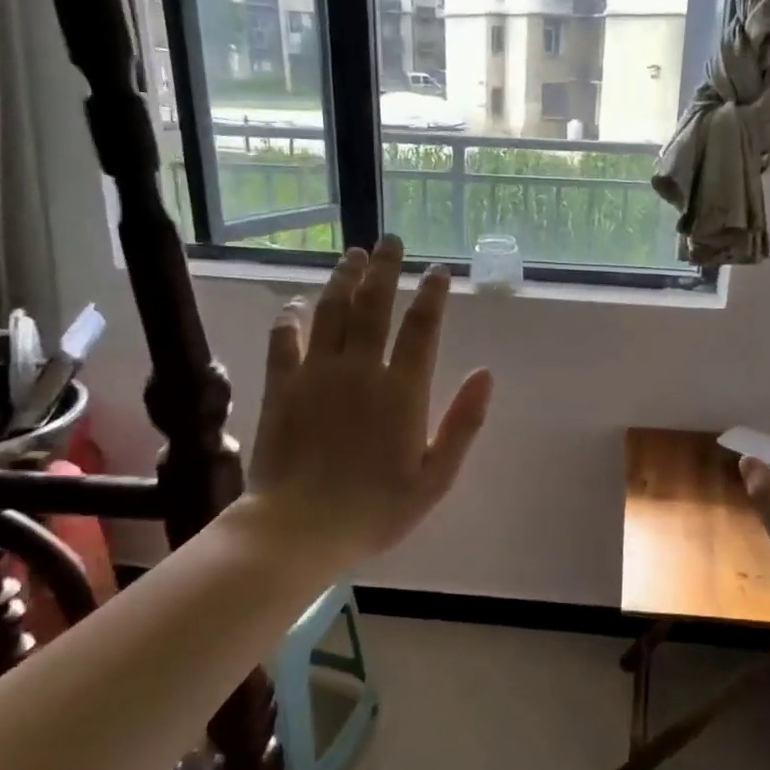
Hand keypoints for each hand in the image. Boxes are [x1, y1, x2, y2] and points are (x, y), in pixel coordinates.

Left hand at [239, 236, 493, 573]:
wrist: (300, 527)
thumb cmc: (376, 509)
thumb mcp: (435, 478)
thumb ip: (463, 424)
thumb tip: (487, 374)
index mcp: (402, 391)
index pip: (422, 328)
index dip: (433, 294)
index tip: (438, 270)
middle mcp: (361, 369)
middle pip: (374, 305)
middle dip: (385, 268)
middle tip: (389, 241)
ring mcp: (317, 374)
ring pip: (331, 311)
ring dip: (343, 279)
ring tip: (353, 256)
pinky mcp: (281, 386)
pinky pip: (285, 338)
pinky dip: (291, 316)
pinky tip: (296, 302)